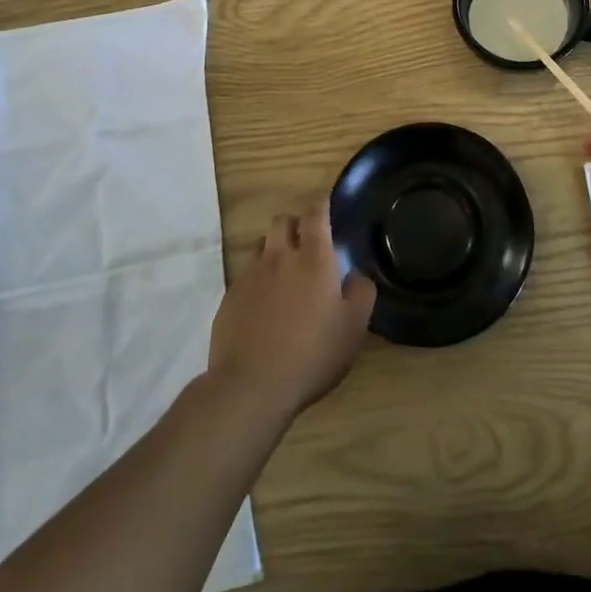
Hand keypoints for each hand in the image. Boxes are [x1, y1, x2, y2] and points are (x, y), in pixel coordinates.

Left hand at [208, 201, 376, 419]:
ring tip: (284, 272)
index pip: (316, 213)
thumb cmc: (311, 353)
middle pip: (283, 220)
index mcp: (313, 258)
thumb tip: (355, 276)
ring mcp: (250, 275)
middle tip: (307, 242)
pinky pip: (245, 275)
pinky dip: (257, 279)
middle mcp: (279, 257)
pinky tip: (264, 305)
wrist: (250, 386)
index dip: (322, 205)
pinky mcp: (229, 298)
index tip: (327, 207)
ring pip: (261, 245)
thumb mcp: (353, 328)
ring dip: (274, 249)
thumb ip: (361, 293)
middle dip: (295, 223)